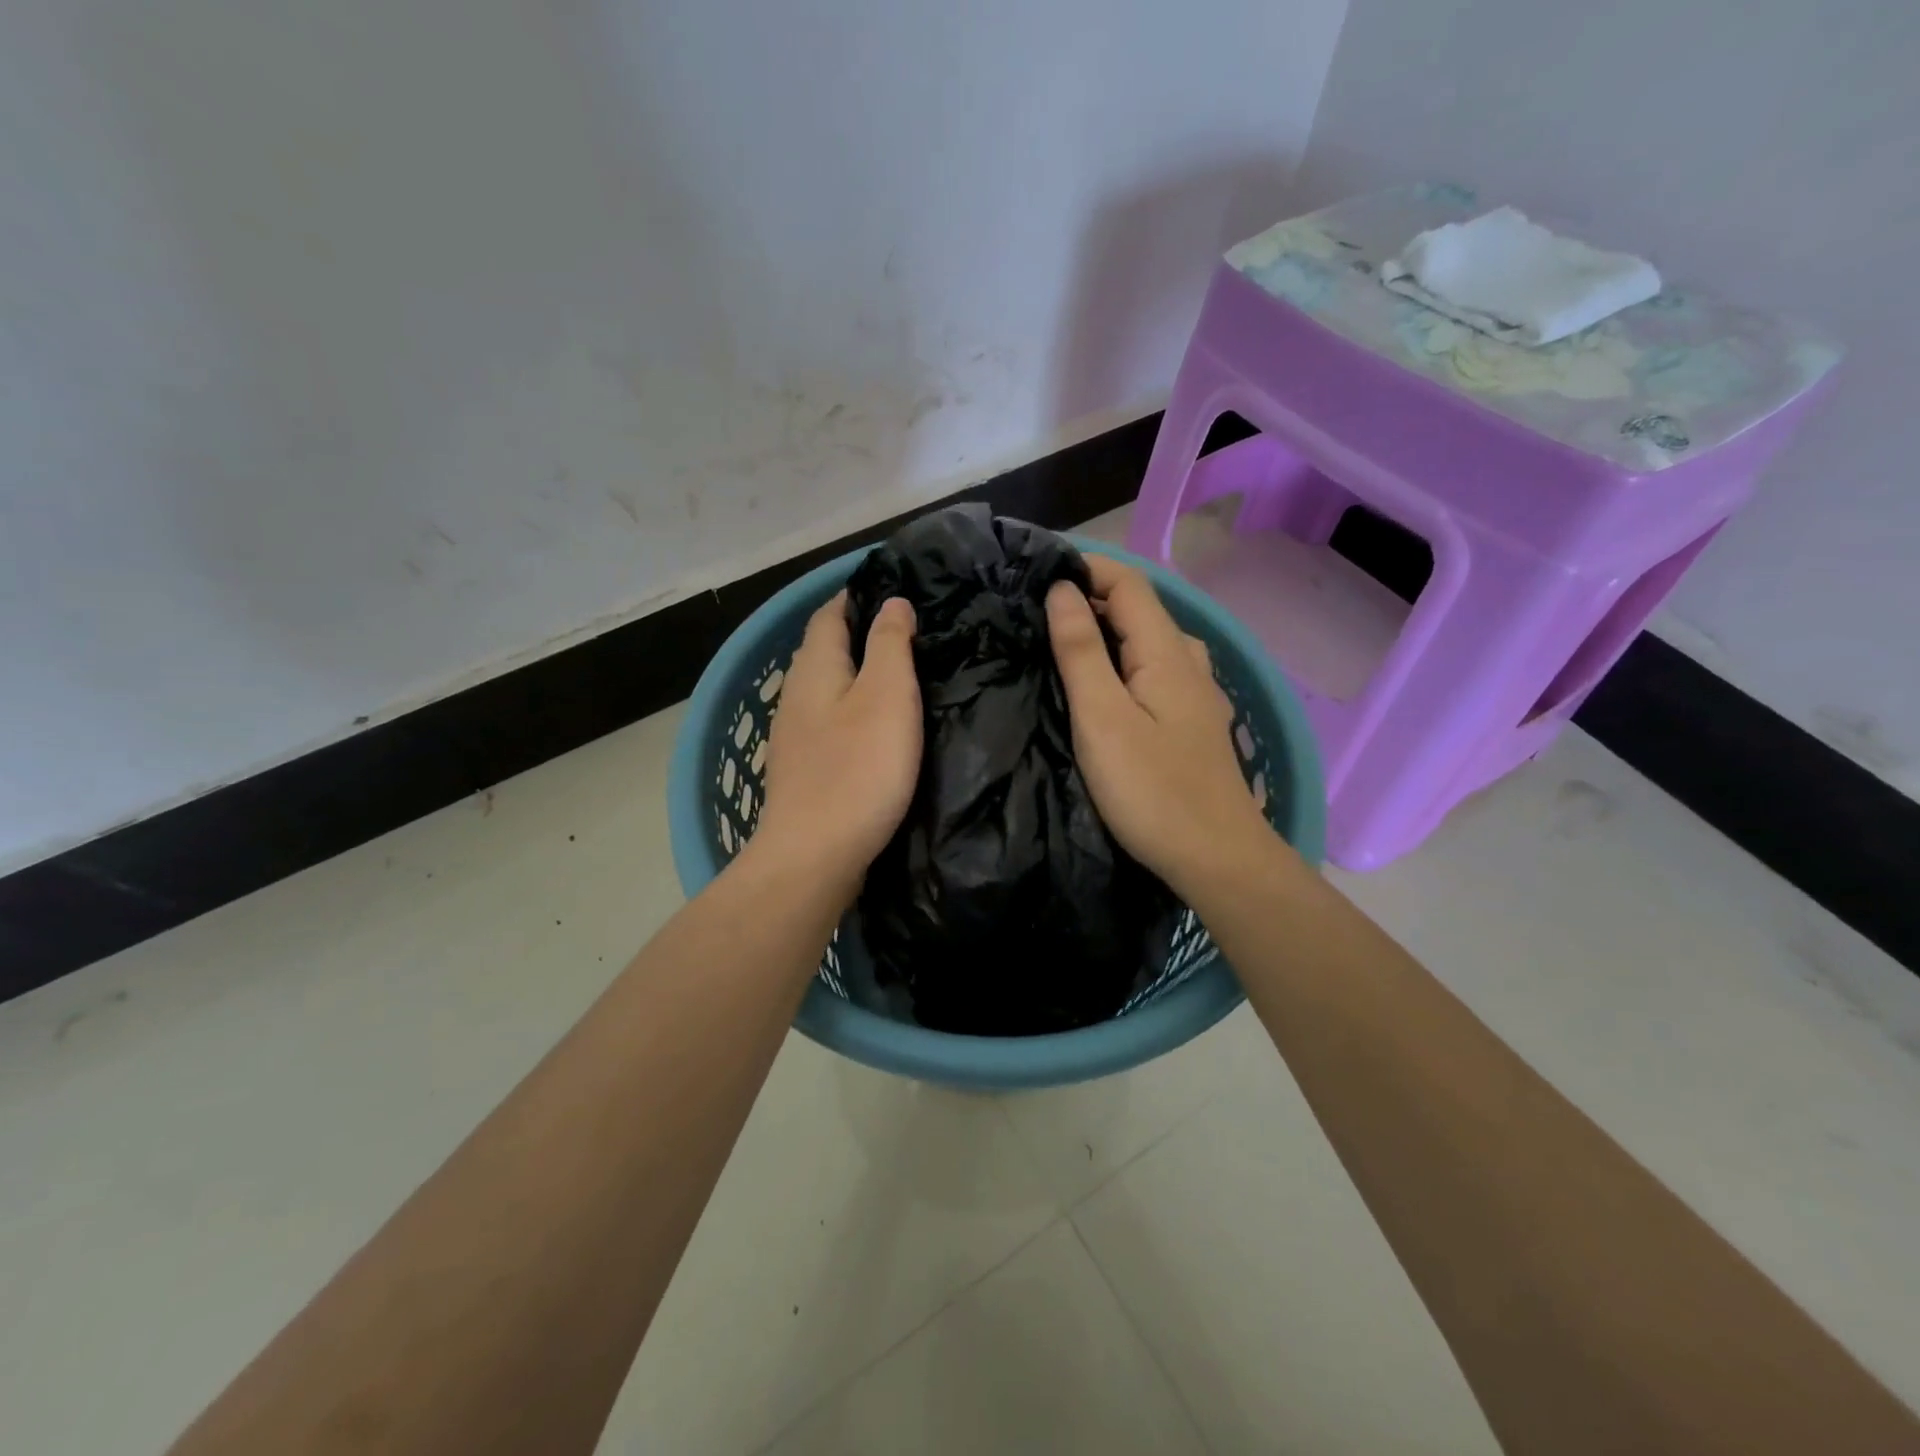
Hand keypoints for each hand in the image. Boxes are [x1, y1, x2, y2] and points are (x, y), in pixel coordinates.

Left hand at [752, 592, 921, 897]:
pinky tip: (875, 729)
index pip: (829, 615)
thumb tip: (892, 603)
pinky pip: (829, 724)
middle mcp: (796, 696)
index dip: (856, 596)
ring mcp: (794, 737)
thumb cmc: (857, 769)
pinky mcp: (803, 771)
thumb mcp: (887, 696)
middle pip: (823, 651)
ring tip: (898, 677)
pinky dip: (852, 712)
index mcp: (814, 669)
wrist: (813, 856)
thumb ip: (890, 644)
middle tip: (906, 632)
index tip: (892, 588)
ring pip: (826, 690)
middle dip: (857, 634)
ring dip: (855, 676)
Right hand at [1046, 556, 1276, 900]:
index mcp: (1166, 651)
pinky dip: (1121, 663)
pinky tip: (1101, 689)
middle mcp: (1187, 661)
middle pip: (1139, 609)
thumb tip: (1062, 590)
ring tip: (1060, 647)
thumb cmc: (1153, 790)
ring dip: (1105, 633)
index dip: (1085, 568)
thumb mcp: (1102, 718)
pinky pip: (1153, 671)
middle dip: (1089, 599)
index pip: (1128, 583)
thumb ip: (1080, 651)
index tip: (1036, 576)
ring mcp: (1195, 693)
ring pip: (1147, 642)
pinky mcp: (1192, 721)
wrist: (1218, 858)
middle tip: (1035, 614)